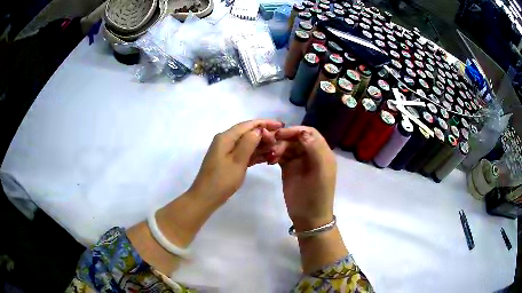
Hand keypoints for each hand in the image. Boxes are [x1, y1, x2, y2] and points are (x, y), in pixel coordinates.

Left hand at [189, 119, 282, 205]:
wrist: (206, 197)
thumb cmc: (222, 180)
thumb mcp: (237, 161)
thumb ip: (249, 143)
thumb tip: (259, 129)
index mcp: (226, 137)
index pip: (248, 124)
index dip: (265, 123)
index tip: (281, 125)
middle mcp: (225, 140)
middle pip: (247, 132)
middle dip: (264, 135)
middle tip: (279, 141)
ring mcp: (226, 150)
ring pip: (247, 143)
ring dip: (261, 145)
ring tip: (276, 148)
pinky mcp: (228, 160)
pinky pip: (243, 152)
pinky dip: (254, 153)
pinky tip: (266, 157)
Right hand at [274, 126, 336, 231]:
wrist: (309, 218)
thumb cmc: (316, 195)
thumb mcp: (320, 172)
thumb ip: (314, 149)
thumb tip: (302, 132)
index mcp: (322, 153)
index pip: (309, 133)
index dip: (296, 130)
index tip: (280, 134)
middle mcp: (311, 154)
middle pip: (297, 138)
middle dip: (284, 139)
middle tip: (271, 147)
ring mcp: (300, 161)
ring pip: (288, 146)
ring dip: (278, 147)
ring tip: (271, 157)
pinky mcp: (289, 169)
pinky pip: (282, 155)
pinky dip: (275, 155)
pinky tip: (270, 160)